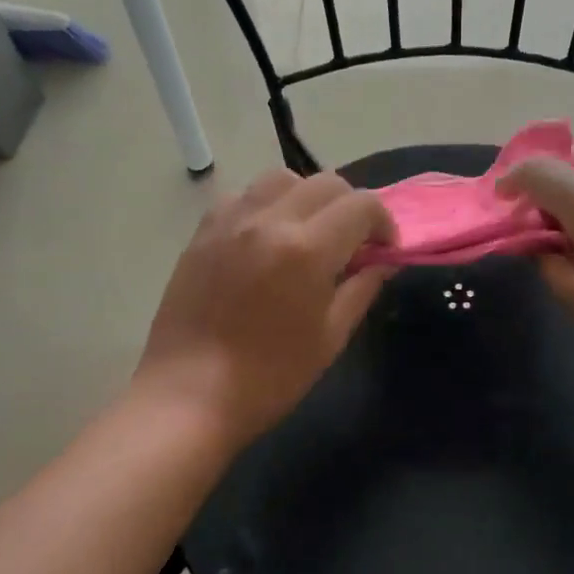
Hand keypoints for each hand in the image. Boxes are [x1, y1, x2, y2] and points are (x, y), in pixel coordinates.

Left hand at [135, 169, 394, 448]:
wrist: (188, 395)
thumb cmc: (269, 377)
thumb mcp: (330, 338)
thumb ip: (362, 289)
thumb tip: (384, 261)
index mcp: (307, 249)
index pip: (361, 206)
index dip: (383, 223)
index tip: (384, 249)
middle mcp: (269, 220)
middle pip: (326, 183)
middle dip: (351, 206)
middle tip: (353, 243)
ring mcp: (231, 221)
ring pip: (282, 178)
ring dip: (308, 197)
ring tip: (309, 233)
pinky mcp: (203, 231)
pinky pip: (244, 195)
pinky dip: (267, 204)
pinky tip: (267, 239)